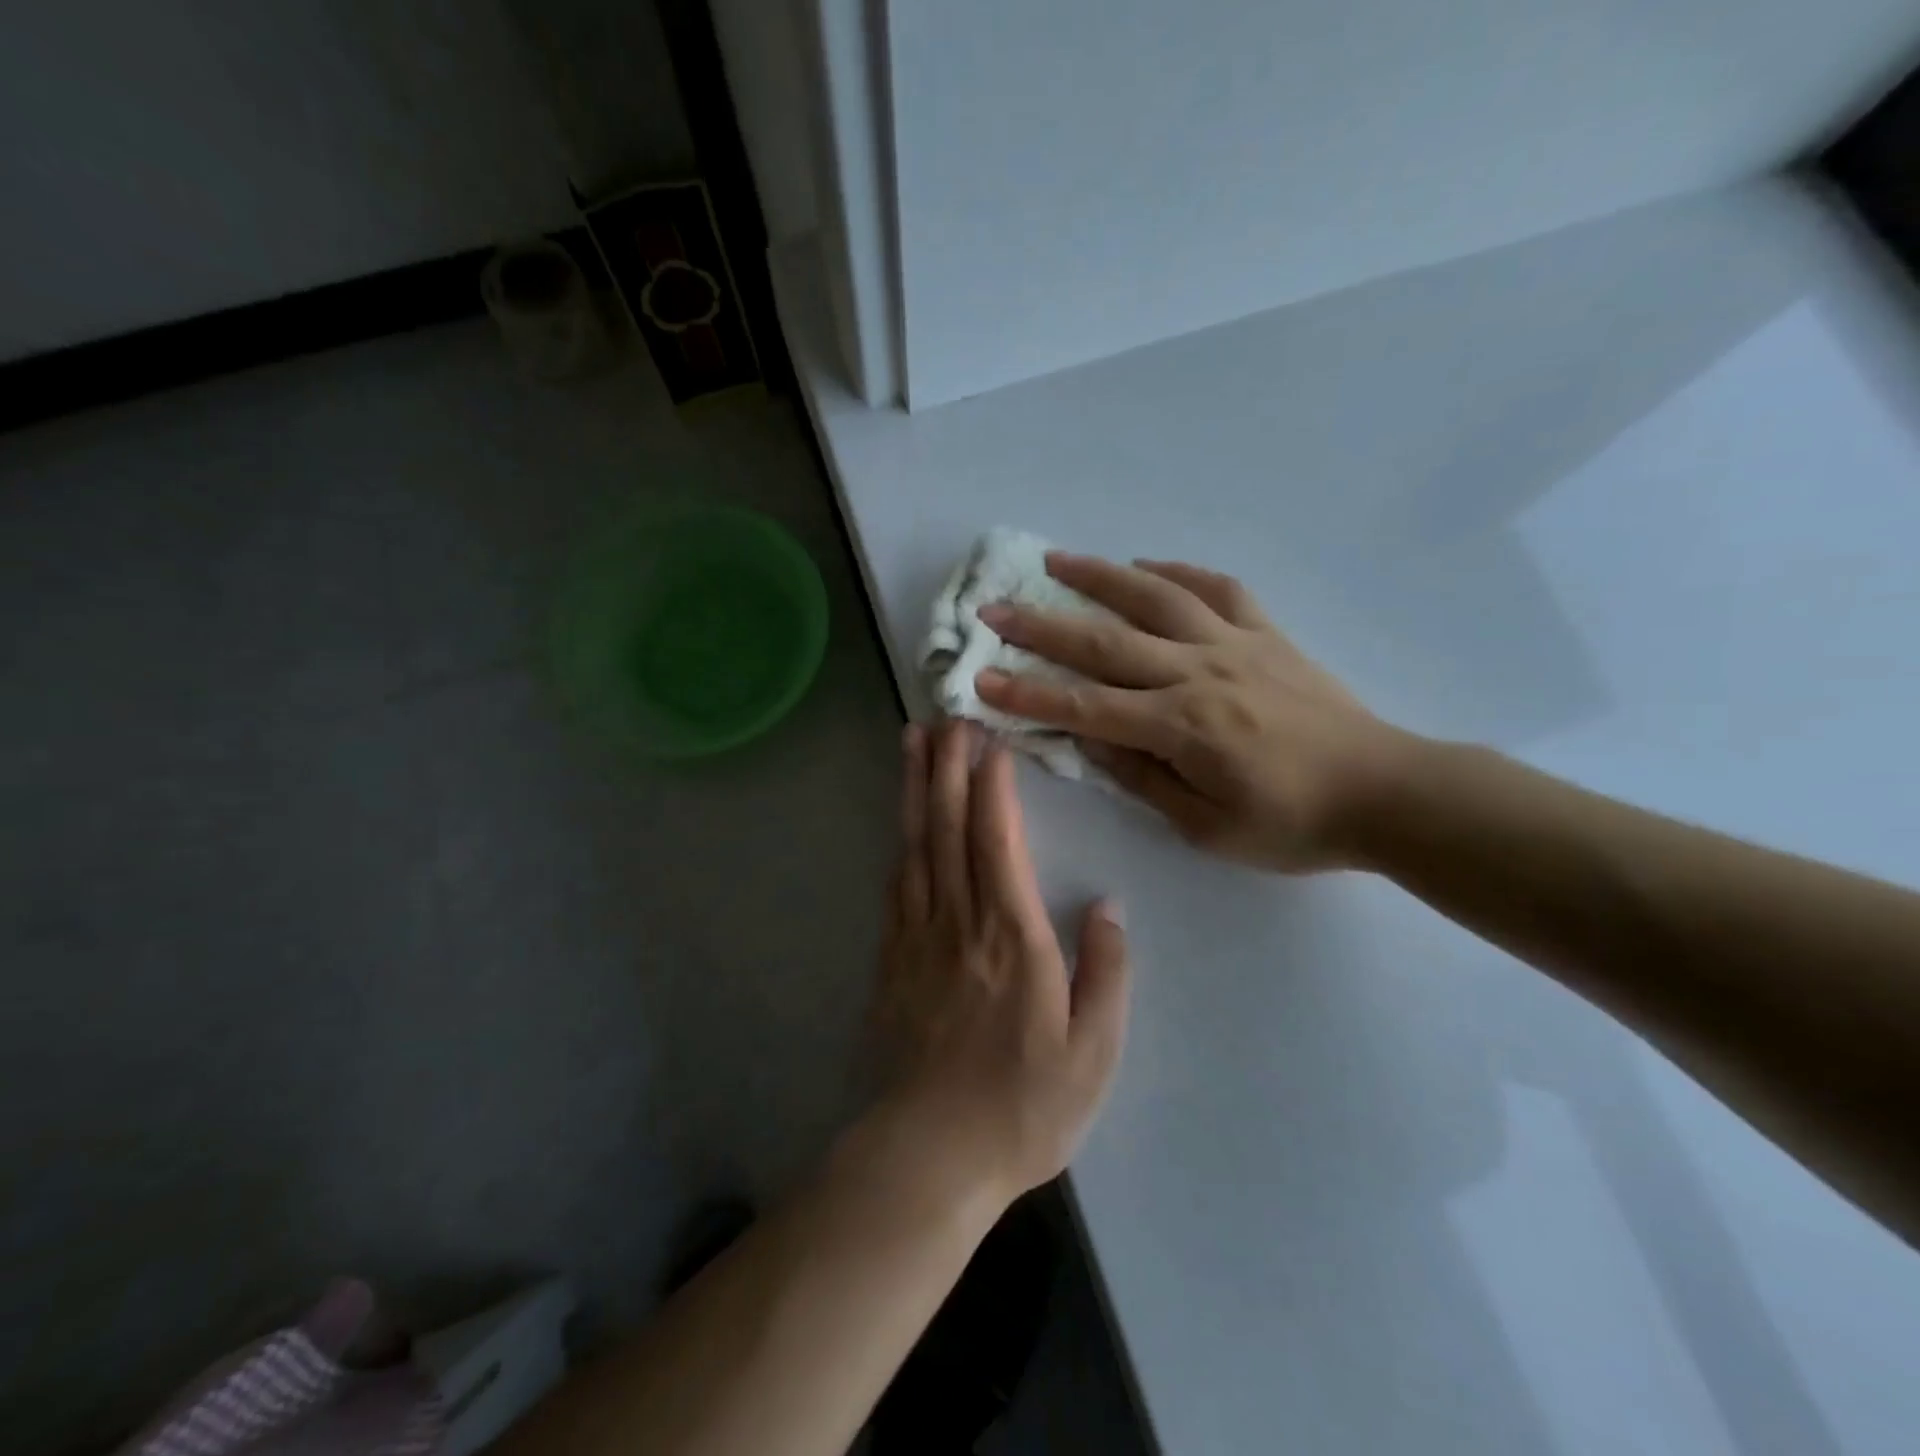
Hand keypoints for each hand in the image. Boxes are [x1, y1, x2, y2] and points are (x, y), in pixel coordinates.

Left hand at [869, 721, 1129, 1204]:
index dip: (991, 784)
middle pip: (949, 827)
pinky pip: (897, 883)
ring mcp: (919, 936)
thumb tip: (1107, 906)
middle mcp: (961, 921)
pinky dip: (900, 839)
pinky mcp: (893, 958)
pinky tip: (901, 818)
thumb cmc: (1022, 1106)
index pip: (998, 840)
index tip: (990, 740)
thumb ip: (1106, 972)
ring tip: (911, 741)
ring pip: (916, 845)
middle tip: (945, 716)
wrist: (930, 1153)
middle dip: (947, 766)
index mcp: (1013, 937)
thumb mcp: (1093, 1052)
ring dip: (915, 789)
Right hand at [974, 553, 1409, 872]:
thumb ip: (1142, 778)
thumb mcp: (1206, 827)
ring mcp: (1235, 644)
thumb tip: (1088, 739)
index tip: (980, 680)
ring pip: (1156, 597)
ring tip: (1055, 561)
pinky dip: (1177, 572)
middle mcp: (1199, 672)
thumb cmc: (1292, 824)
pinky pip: (1217, 589)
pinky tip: (1146, 566)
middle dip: (1041, 625)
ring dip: (1100, 576)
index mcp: (1181, 727)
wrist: (1386, 791)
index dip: (1028, 695)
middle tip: (993, 607)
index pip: (1085, 707)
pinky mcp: (1266, 634)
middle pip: (1106, 641)